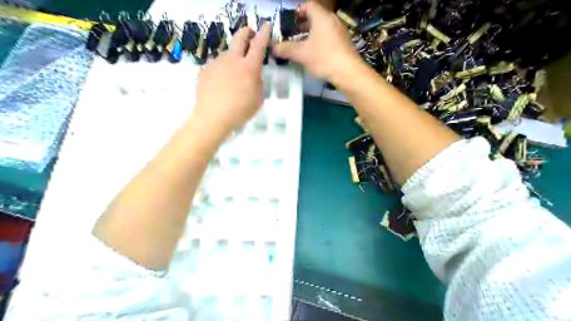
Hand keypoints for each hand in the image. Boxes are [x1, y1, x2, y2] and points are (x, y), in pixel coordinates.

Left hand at [193, 24, 269, 135]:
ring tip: (233, 74)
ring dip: (233, 57)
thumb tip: (253, 75)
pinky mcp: (205, 69)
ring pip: (227, 53)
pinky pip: (217, 65)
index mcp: (249, 67)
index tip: (266, 26)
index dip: (264, 33)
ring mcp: (217, 62)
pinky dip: (222, 69)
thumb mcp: (258, 99)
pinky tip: (220, 83)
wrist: (212, 117)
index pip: (259, 44)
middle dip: (247, 32)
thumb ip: (258, 82)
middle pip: (239, 37)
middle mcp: (233, 59)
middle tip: (250, 34)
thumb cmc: (240, 111)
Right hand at [272, 2, 359, 83]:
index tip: (288, 22)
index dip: (297, 12)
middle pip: (315, 17)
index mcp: (321, 17)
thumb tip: (273, 48)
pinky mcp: (344, 44)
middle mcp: (332, 20)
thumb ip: (286, 49)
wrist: (348, 72)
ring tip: (300, 46)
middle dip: (302, 25)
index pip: (308, 5)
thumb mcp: (301, 54)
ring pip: (322, 29)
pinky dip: (319, 42)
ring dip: (310, 35)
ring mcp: (340, 32)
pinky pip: (328, 37)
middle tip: (291, 34)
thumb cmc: (323, 58)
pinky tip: (313, 54)